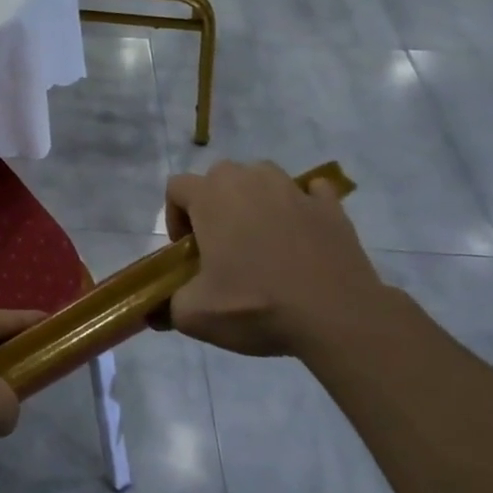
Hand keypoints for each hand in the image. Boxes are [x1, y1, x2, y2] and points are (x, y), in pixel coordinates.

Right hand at [165, 160, 387, 357]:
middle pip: (219, 176)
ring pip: (262, 177)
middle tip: (222, 244)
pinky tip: (301, 231)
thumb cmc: (255, 306)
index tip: (188, 250)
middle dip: (214, 203)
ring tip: (261, 237)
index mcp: (211, 197)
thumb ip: (167, 305)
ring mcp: (294, 190)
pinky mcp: (331, 206)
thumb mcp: (194, 315)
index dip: (174, 217)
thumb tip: (156, 311)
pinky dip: (301, 204)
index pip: (176, 187)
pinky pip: (309, 191)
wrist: (336, 316)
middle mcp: (249, 181)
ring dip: (255, 199)